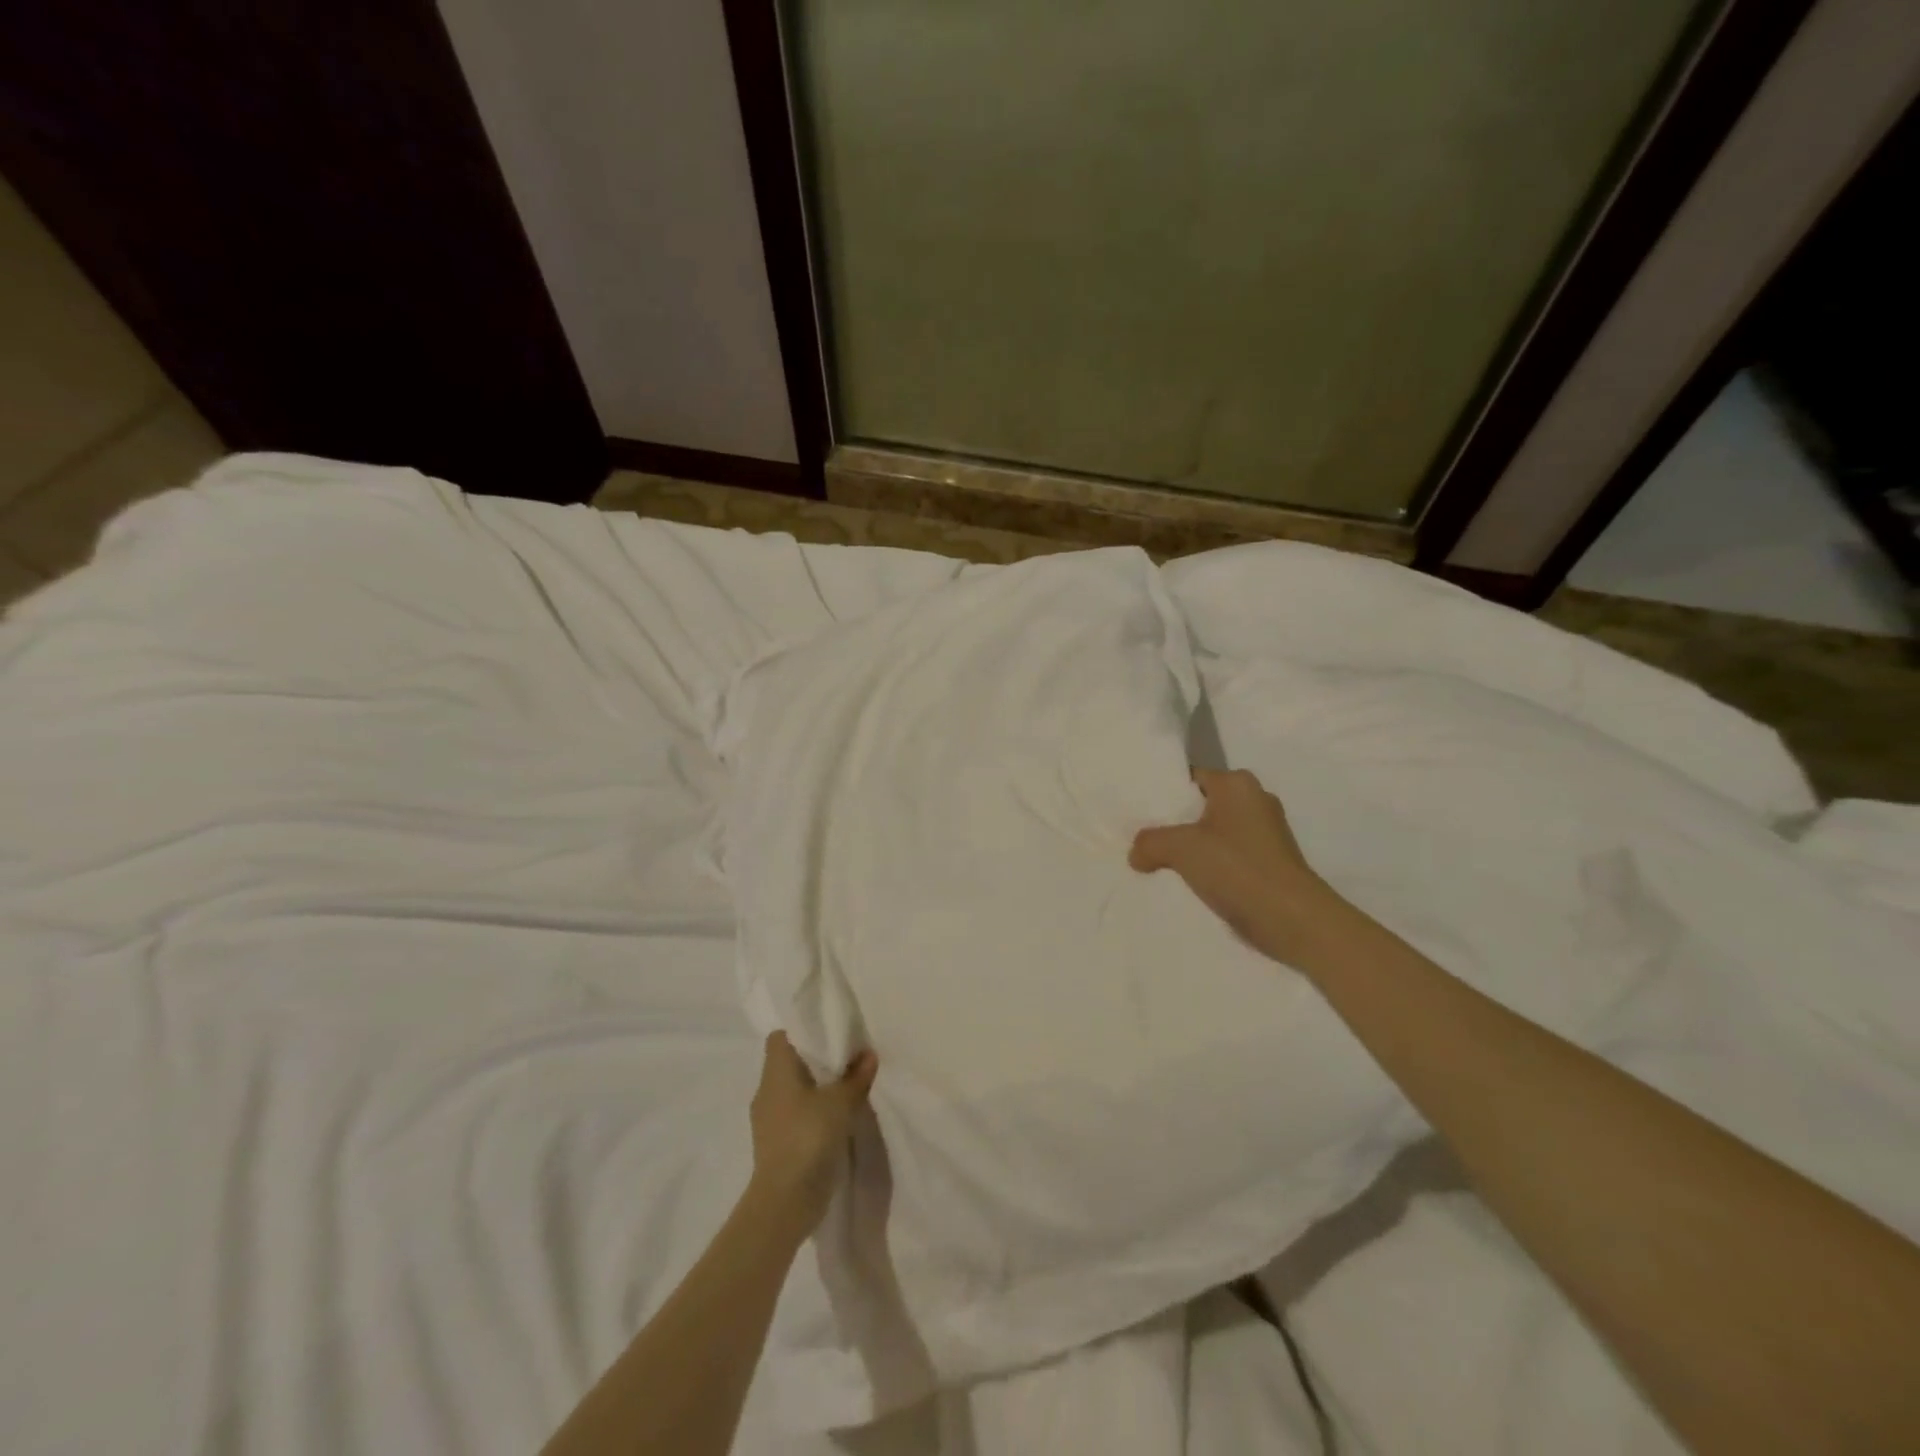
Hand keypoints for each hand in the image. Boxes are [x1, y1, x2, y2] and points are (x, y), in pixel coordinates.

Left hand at [747, 1031, 877, 1236]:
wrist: (785, 1200)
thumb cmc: (809, 1136)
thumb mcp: (841, 1101)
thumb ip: (857, 1077)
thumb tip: (869, 1055)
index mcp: (775, 1071)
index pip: (780, 1037)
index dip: (801, 1032)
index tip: (827, 1034)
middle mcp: (766, 1091)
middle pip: (788, 1063)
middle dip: (814, 1061)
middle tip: (844, 1060)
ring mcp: (768, 1121)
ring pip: (792, 1092)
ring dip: (814, 1090)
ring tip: (843, 1089)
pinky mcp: (775, 1145)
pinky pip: (794, 1116)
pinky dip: (811, 1114)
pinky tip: (834, 1120)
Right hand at [1129, 768, 1332, 963]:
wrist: (1294, 921)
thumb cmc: (1238, 868)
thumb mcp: (1181, 849)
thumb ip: (1150, 842)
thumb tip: (1136, 854)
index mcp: (1237, 784)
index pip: (1190, 778)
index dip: (1163, 793)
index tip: (1139, 812)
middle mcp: (1255, 799)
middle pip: (1201, 805)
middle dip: (1175, 822)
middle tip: (1143, 838)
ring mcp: (1267, 832)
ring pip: (1214, 832)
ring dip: (1192, 848)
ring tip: (1160, 863)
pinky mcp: (1271, 862)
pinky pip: (1229, 855)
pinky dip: (1210, 865)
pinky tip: (1188, 882)